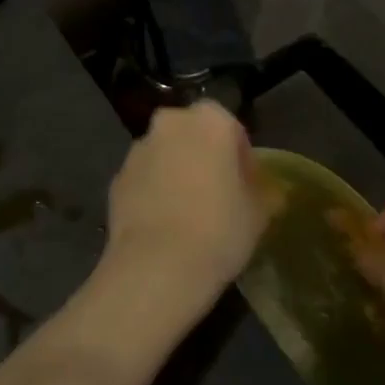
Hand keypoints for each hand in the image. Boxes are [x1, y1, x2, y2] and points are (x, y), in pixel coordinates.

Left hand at [100, 101, 265, 311]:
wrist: (157, 264)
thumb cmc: (219, 229)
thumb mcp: (259, 213)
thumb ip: (263, 192)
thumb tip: (267, 191)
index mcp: (209, 121)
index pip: (230, 126)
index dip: (240, 154)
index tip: (246, 184)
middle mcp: (169, 124)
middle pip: (191, 134)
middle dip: (203, 156)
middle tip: (218, 192)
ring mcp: (137, 150)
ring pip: (164, 154)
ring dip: (175, 171)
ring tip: (188, 212)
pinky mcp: (116, 178)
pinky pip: (143, 178)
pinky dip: (152, 191)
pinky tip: (163, 223)